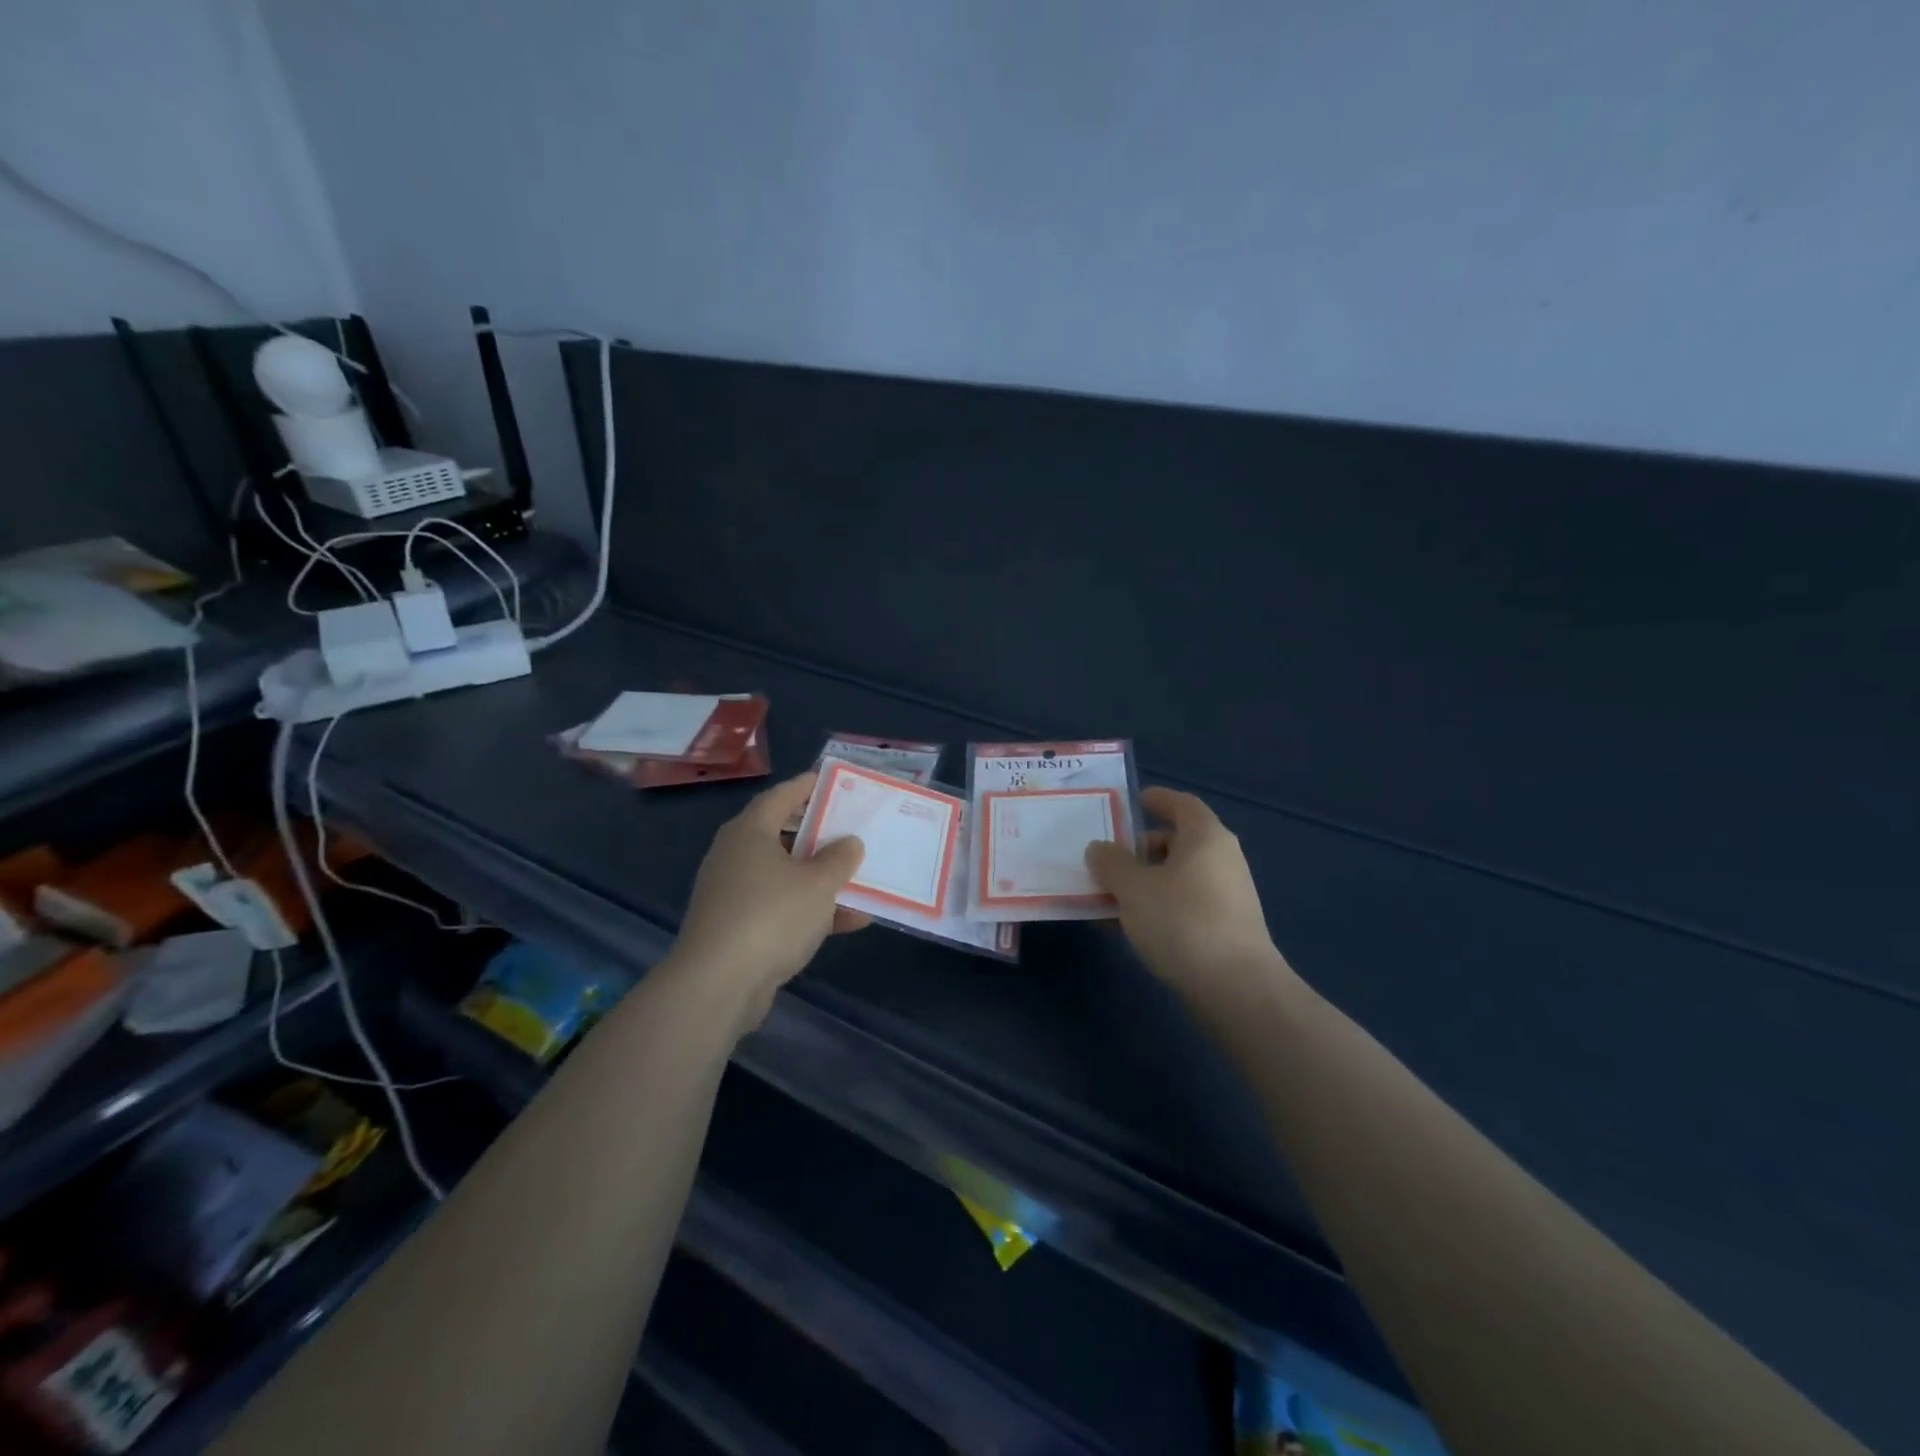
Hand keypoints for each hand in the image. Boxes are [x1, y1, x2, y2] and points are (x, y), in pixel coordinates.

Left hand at [673, 773, 868, 1018]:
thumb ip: (839, 859)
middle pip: (782, 835)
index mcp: (749, 832)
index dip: (807, 786)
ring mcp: (733, 893)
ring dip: (820, 877)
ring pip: (785, 875)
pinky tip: (849, 922)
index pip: (781, 796)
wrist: (718, 984)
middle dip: (819, 834)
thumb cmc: (771, 916)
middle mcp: (736, 856)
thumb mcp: (818, 884)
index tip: (832, 781)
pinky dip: (811, 911)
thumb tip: (849, 842)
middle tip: (851, 828)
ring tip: (858, 876)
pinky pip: (781, 908)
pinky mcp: (737, 928)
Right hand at [1086, 787, 1287, 994]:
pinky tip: (1128, 927)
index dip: (1158, 799)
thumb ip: (1111, 863)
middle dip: (1140, 849)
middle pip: (1177, 841)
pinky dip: (1157, 906)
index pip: (1182, 804)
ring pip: (1177, 877)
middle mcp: (1221, 859)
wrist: (1236, 989)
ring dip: (1144, 882)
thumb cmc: (1182, 922)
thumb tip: (1099, 848)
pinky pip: (1183, 903)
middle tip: (1107, 859)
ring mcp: (1227, 895)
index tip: (1133, 800)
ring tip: (1108, 897)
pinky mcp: (1225, 928)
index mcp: (1205, 837)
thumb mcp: (1134, 888)